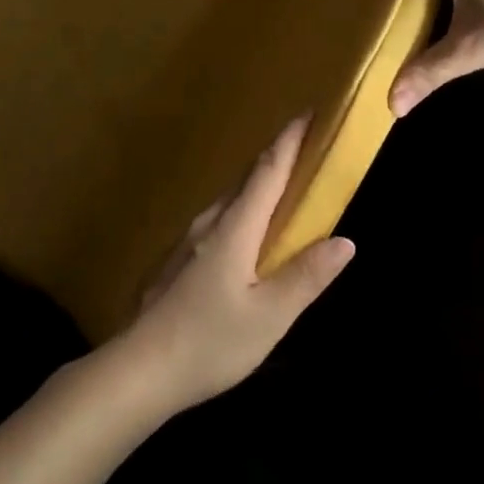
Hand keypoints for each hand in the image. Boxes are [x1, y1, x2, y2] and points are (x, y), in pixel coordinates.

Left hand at [112, 115, 354, 413]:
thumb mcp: (269, 317)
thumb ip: (306, 276)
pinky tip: (247, 240)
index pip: (267, 171)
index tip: (308, 113)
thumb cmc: (209, 342)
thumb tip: (344, 241)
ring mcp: (188, 242)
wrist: (138, 371)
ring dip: (258, 189)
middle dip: (277, 160)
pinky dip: (241, 215)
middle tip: (306, 153)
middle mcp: (209, 224)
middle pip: (247, 180)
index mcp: (234, 228)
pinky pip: (218, 223)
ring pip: (230, 202)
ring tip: (282, 194)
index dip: (289, 141)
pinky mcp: (177, 262)